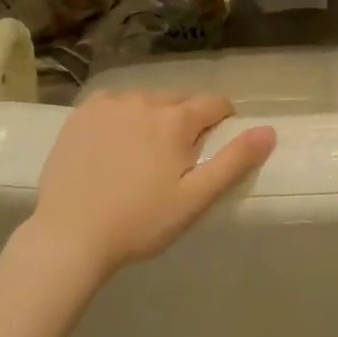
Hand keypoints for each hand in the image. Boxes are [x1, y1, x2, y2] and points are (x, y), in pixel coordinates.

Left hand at [29, 90, 275, 278]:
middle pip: (180, 101)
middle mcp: (144, 100)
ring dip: (154, 118)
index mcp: (176, 120)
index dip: (223, 121)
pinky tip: (113, 147)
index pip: (215, 103)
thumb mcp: (195, 199)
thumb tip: (269, 130)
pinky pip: (115, 105)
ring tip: (143, 156)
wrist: (68, 235)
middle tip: (178, 161)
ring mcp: (109, 105)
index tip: (215, 147)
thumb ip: (234, 161)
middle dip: (187, 122)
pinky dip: (122, 118)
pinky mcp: (81, 114)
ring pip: (147, 102)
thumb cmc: (139, 222)